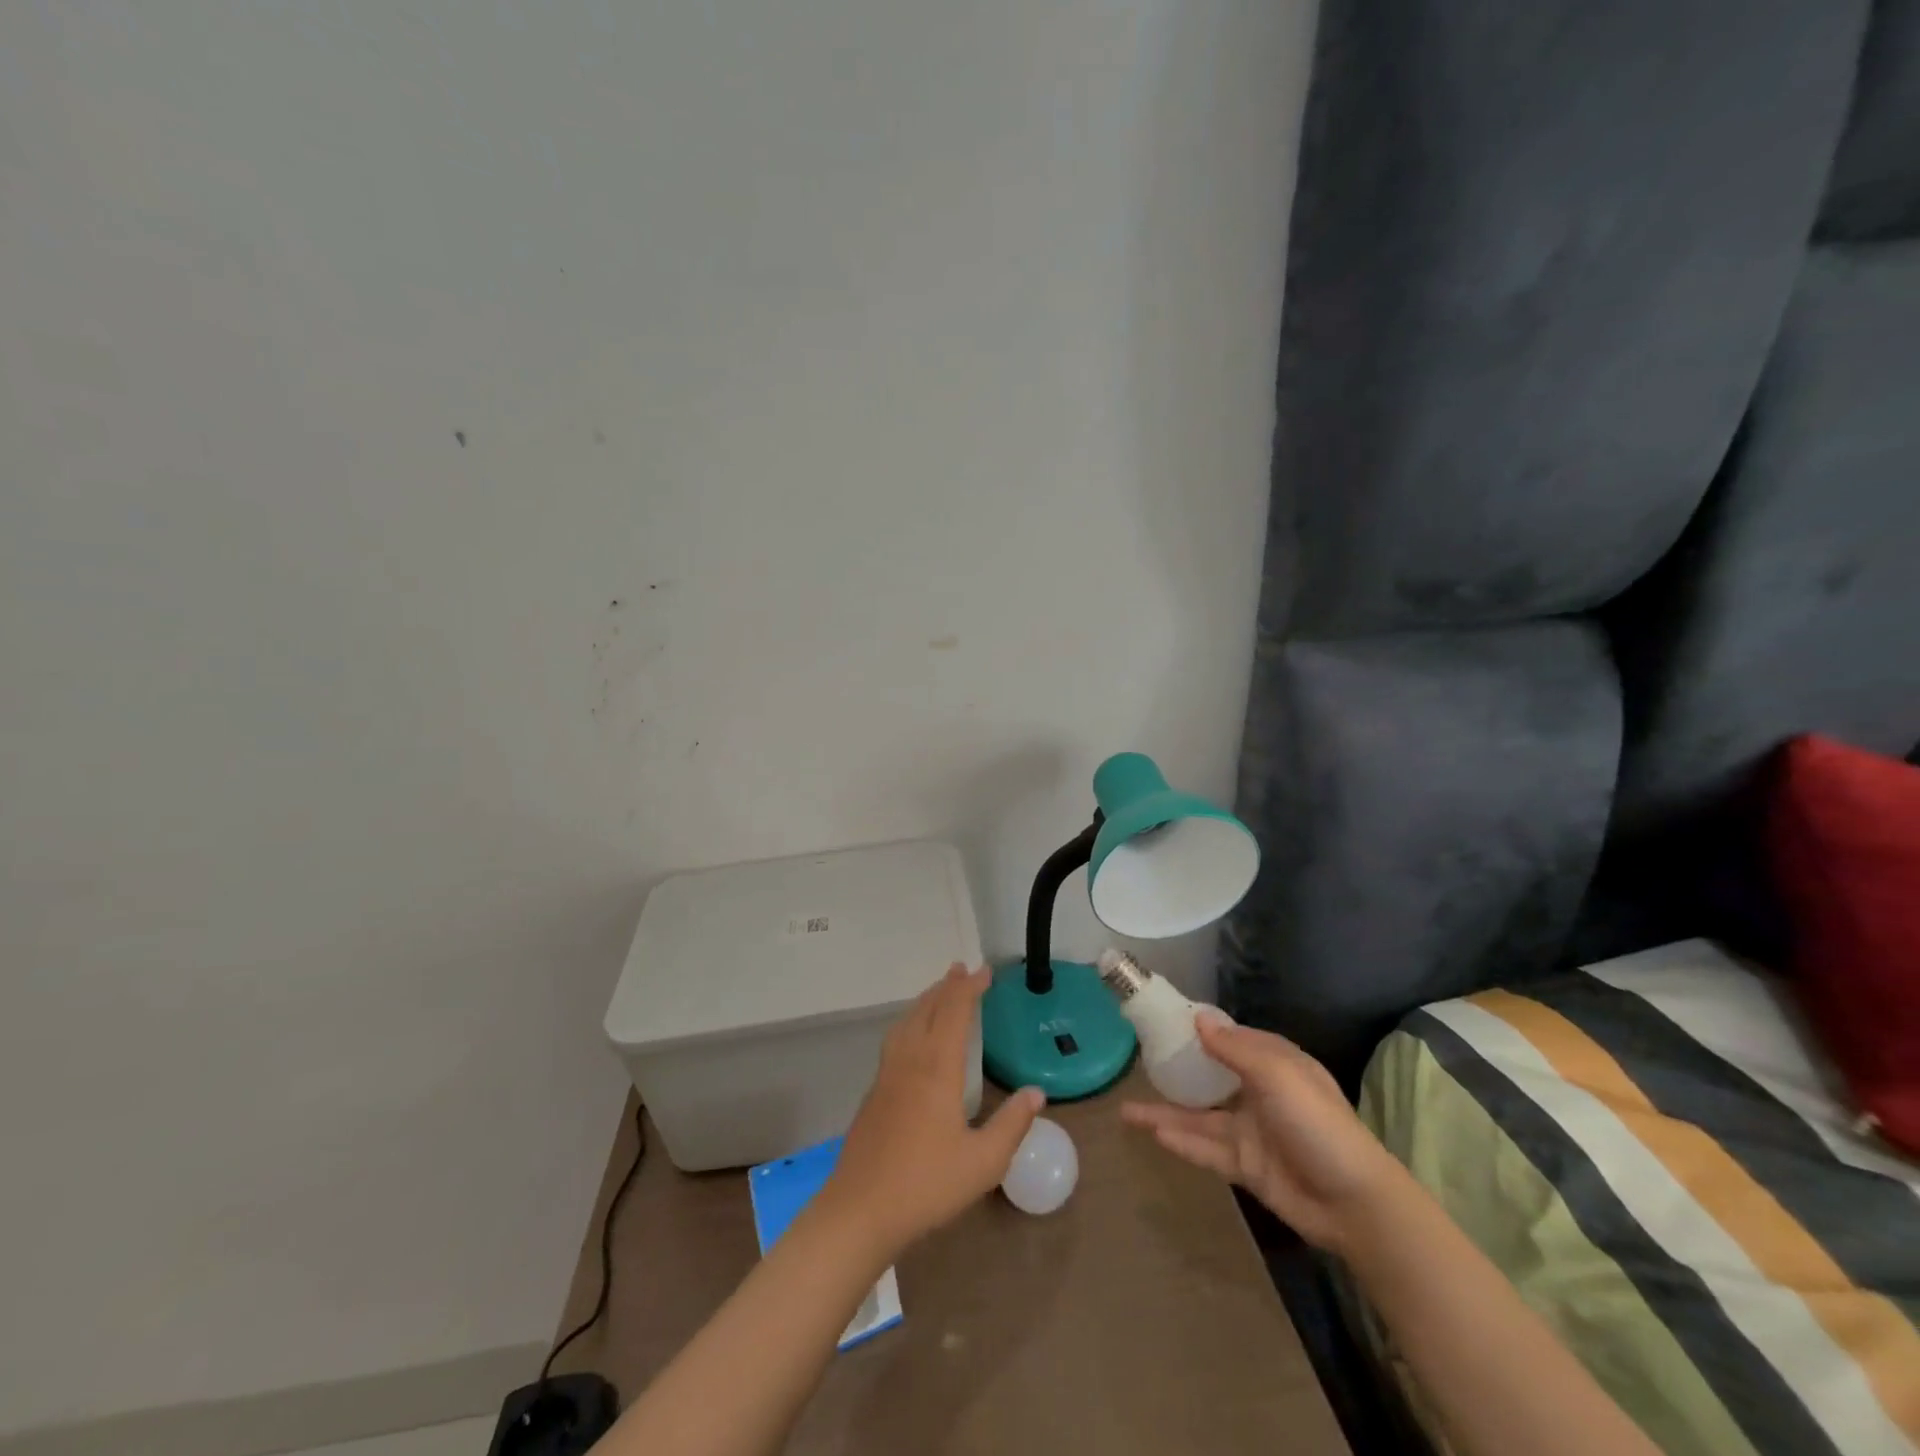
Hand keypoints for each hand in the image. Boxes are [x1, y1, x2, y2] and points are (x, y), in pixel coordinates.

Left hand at [816, 964, 1044, 1257]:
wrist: (859, 1210)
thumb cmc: (926, 1186)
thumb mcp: (983, 1163)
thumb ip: (1011, 1125)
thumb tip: (1036, 1093)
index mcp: (937, 1069)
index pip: (955, 1012)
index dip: (970, 988)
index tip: (986, 971)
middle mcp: (910, 1060)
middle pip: (928, 1009)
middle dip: (947, 986)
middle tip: (962, 969)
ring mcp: (887, 1074)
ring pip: (907, 1021)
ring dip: (926, 1000)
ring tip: (940, 993)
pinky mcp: (874, 1092)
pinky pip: (896, 1038)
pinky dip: (911, 1021)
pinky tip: (914, 1036)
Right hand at [1122, 1017, 1406, 1253]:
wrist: (1354, 1202)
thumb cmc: (1317, 1123)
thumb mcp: (1277, 1074)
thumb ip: (1234, 1048)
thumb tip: (1198, 1018)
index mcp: (1274, 1064)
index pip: (1231, 1039)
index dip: (1200, 1029)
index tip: (1163, 1021)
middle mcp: (1259, 1093)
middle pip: (1209, 1077)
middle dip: (1176, 1071)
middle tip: (1137, 1062)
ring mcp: (1251, 1132)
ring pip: (1199, 1116)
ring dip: (1166, 1112)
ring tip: (1125, 1110)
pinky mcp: (1245, 1166)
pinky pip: (1206, 1149)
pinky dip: (1181, 1141)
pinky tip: (1153, 1134)